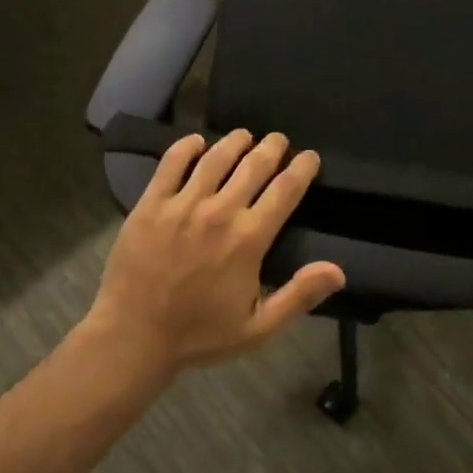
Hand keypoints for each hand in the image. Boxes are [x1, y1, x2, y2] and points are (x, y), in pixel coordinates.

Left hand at [87, 130, 345, 375]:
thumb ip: (299, 297)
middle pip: (253, 165)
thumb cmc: (199, 335)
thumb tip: (338, 271)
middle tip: (279, 140)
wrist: (134, 336)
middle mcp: (218, 212)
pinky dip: (186, 146)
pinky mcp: (150, 204)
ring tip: (245, 136)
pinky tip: (197, 142)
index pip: (285, 190)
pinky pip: (171, 163)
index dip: (302, 168)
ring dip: (235, 142)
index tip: (310, 157)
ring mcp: (181, 204)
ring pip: (215, 158)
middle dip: (272, 148)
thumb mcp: (258, 328)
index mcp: (248, 240)